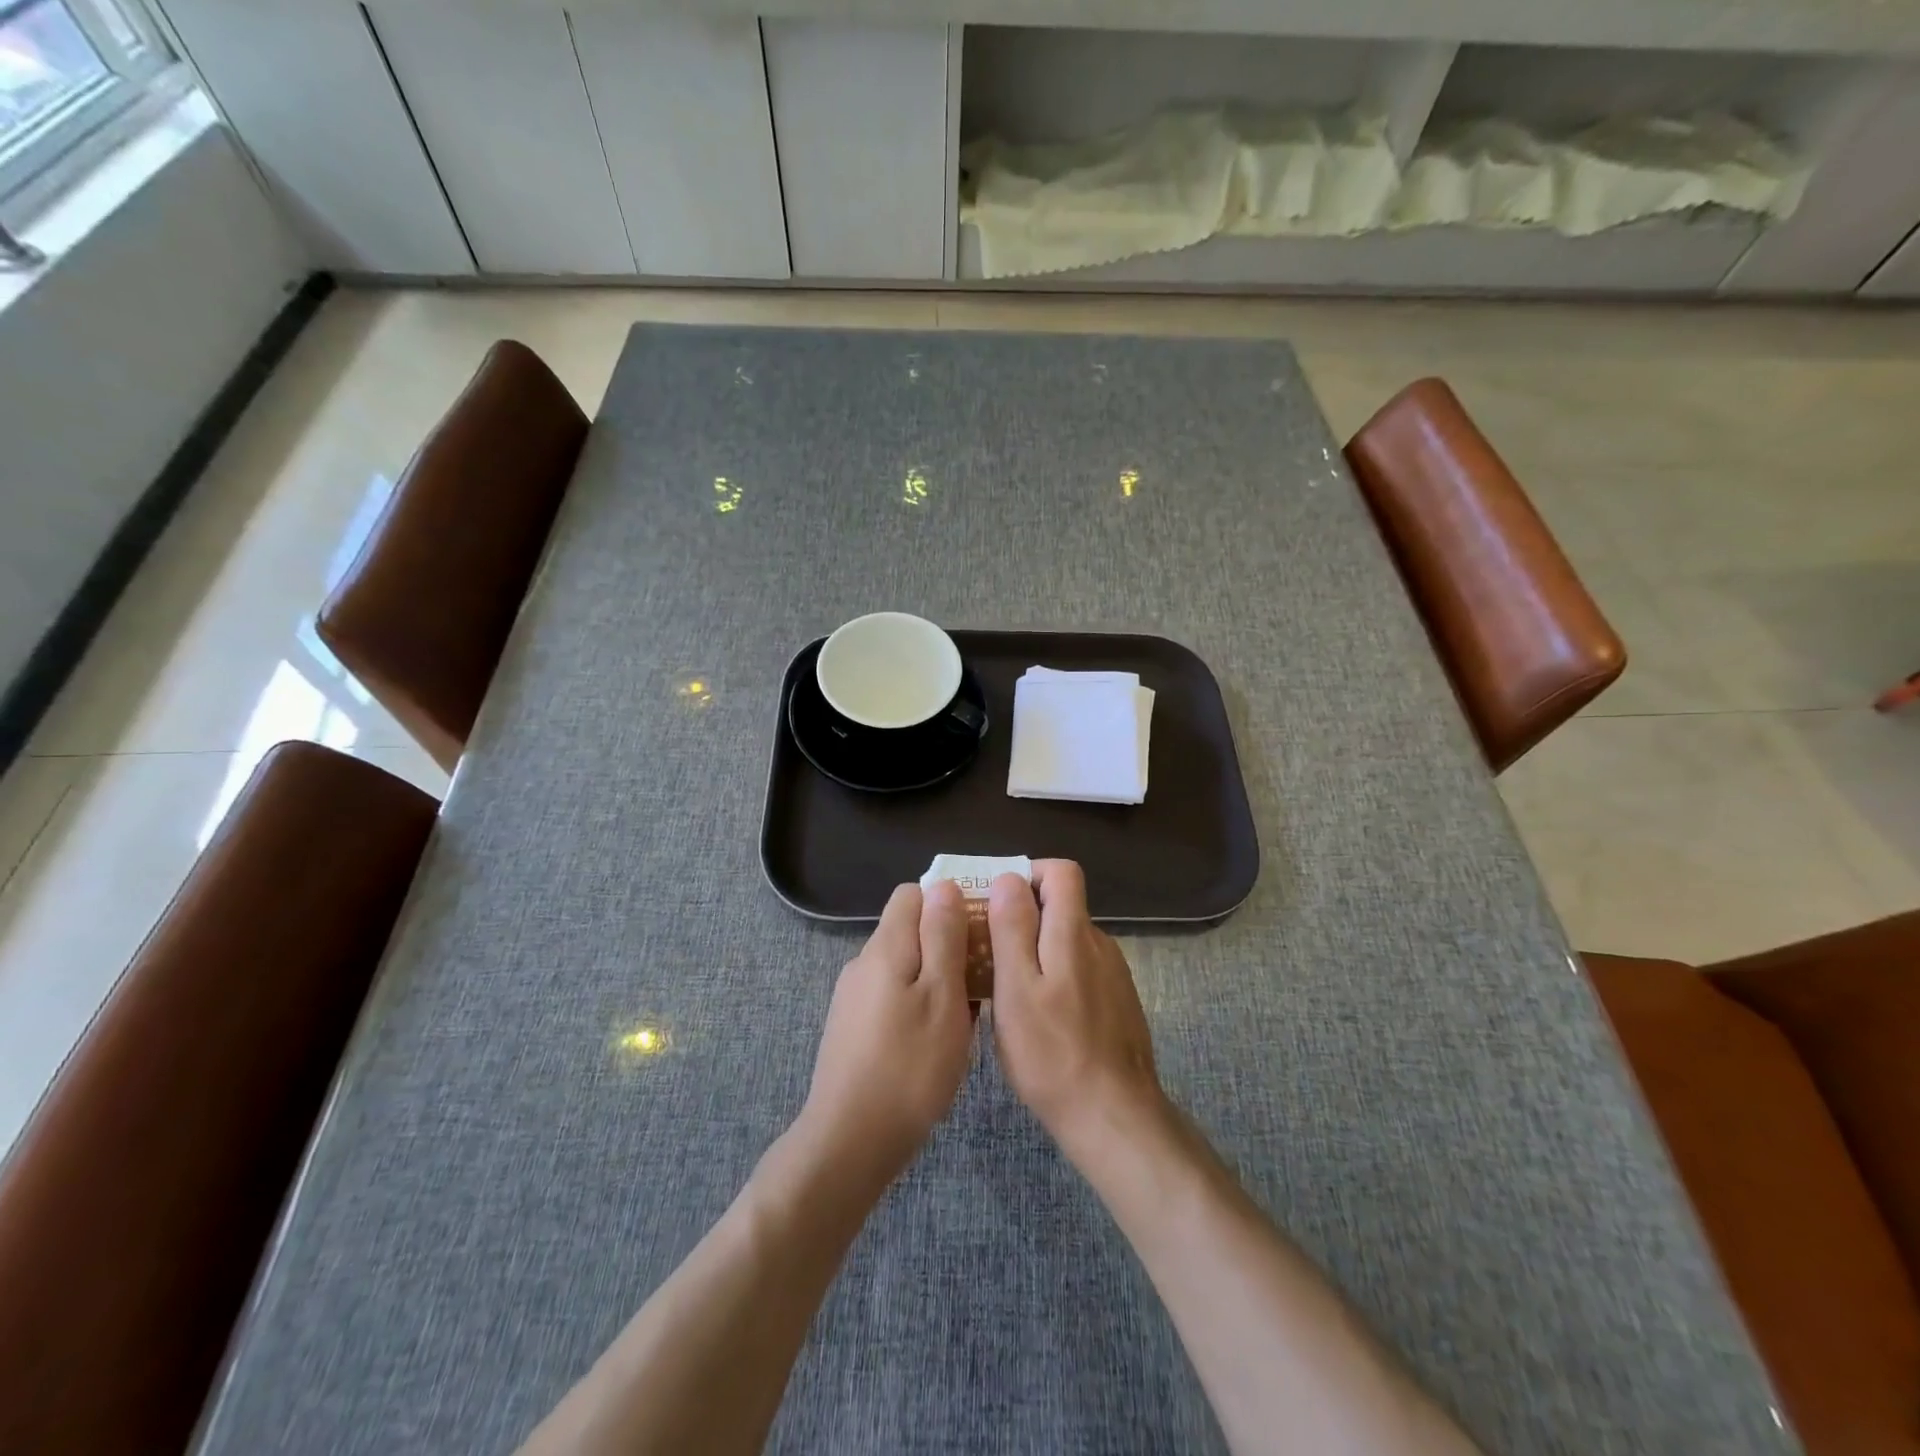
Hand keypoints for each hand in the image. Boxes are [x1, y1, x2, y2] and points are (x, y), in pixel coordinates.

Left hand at [800, 881, 974, 1190]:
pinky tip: (935, 1042)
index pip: (914, 894)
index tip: (981, 930)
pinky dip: (918, 1005)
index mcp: (886, 947)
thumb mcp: (942, 996)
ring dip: (936, 979)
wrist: (850, 1142)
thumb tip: (944, 885)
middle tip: (981, 981)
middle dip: (948, 944)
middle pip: (910, 930)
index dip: (949, 902)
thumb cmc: (909, 1067)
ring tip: (965, 1017)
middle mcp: (864, 962)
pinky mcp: (852, 1027)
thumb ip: (943, 936)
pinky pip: (893, 996)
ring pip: (905, 966)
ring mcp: (854, 996)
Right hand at [987, 861, 1164, 1166]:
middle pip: (1062, 906)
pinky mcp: (1117, 1002)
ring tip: (1007, 988)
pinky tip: (1040, 1017)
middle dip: (1024, 916)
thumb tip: (1009, 878)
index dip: (1029, 875)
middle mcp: (1099, 943)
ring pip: (1069, 941)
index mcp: (1074, 933)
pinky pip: (1081, 971)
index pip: (1062, 872)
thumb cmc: (1051, 1053)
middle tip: (988, 950)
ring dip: (1038, 950)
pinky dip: (1056, 977)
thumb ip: (1012, 928)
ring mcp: (1113, 974)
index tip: (997, 902)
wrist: (1113, 1116)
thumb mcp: (1016, 988)